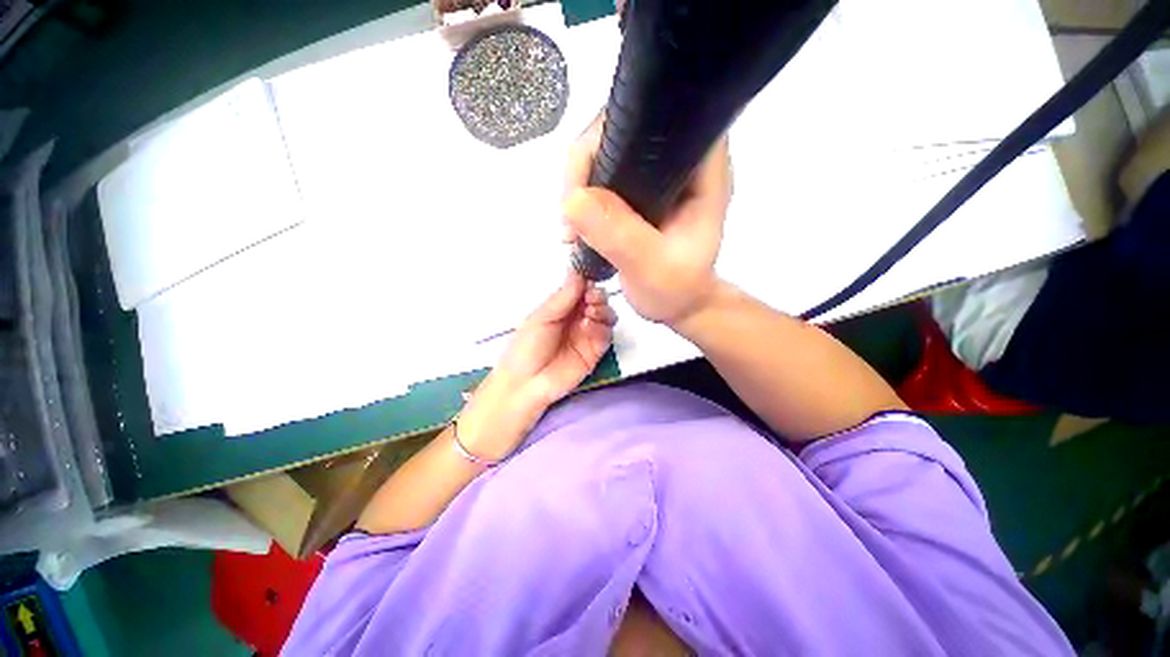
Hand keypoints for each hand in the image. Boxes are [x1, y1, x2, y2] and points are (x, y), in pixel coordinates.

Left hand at [493, 270, 616, 409]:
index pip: (581, 288)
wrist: (527, 383)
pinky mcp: (596, 351)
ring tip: (591, 313)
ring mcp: (587, 334)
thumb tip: (579, 271)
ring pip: (606, 315)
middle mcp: (577, 318)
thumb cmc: (527, 347)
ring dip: (603, 310)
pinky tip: (590, 328)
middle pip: (597, 300)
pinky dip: (603, 328)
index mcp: (561, 307)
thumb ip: (563, 297)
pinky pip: (607, 335)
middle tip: (591, 299)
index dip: (588, 282)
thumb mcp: (541, 318)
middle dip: (598, 296)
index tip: (589, 281)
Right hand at [561, 115, 731, 326]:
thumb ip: (620, 235)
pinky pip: (599, 179)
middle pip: (621, 131)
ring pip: (604, 154)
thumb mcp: (651, 268)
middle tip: (570, 212)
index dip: (614, 133)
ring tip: (571, 229)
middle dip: (586, 165)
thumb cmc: (676, 290)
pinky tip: (575, 226)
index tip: (586, 178)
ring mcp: (654, 176)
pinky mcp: (636, 192)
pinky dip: (581, 199)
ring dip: (579, 186)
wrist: (676, 305)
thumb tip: (573, 199)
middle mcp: (677, 162)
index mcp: (699, 169)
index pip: (658, 118)